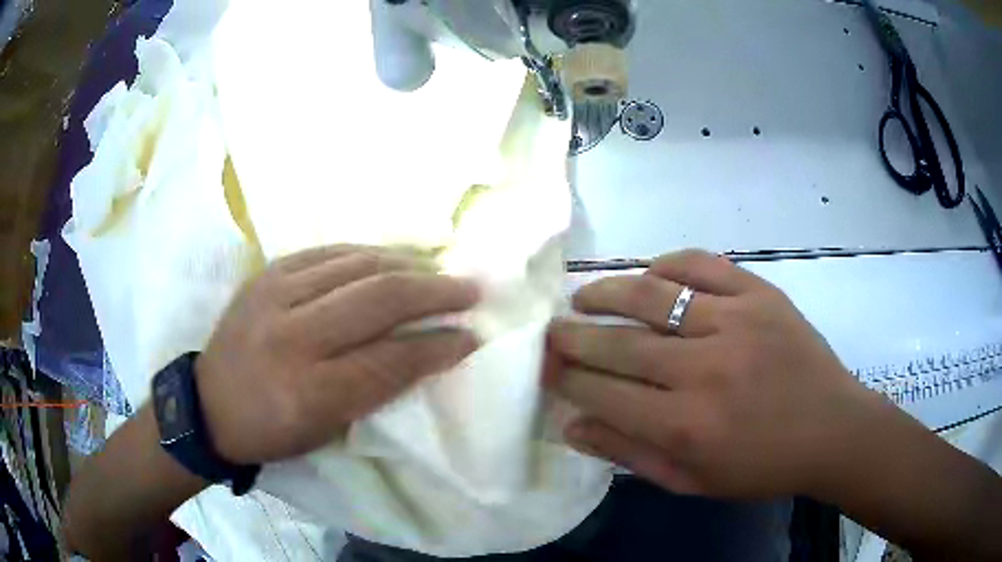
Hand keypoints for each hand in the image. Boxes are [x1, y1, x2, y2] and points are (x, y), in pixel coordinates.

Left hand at [196, 245, 479, 464]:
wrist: (208, 403)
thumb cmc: (272, 430)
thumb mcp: (328, 430)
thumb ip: (377, 389)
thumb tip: (428, 350)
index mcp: (310, 392)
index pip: (391, 359)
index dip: (439, 345)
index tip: (471, 337)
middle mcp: (293, 336)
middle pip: (379, 299)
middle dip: (435, 292)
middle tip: (470, 290)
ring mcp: (275, 295)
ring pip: (357, 265)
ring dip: (408, 266)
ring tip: (437, 272)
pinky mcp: (266, 272)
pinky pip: (328, 252)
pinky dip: (368, 254)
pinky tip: (391, 259)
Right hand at [548, 250, 879, 499]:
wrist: (832, 430)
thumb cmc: (761, 466)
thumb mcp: (692, 481)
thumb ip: (629, 454)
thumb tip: (572, 426)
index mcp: (686, 427)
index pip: (604, 395)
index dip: (567, 379)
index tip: (547, 369)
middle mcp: (704, 370)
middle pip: (619, 344)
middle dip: (572, 337)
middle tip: (550, 330)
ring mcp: (735, 323)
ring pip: (653, 295)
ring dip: (607, 293)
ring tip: (583, 296)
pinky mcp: (760, 294)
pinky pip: (702, 265)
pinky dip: (668, 264)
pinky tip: (650, 273)